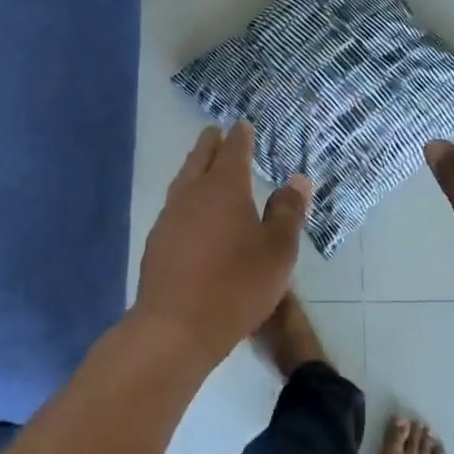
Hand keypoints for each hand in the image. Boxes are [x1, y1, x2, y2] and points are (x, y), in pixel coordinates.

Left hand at [134, 122, 312, 369]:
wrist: (175, 328)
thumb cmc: (236, 285)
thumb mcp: (277, 251)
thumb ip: (288, 212)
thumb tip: (297, 179)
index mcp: (224, 187)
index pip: (233, 150)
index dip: (240, 136)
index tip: (243, 125)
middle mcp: (193, 193)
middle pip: (200, 157)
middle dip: (211, 143)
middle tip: (218, 133)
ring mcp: (170, 216)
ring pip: (183, 179)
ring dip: (195, 167)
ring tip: (203, 165)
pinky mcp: (157, 241)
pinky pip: (175, 204)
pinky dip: (187, 195)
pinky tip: (191, 211)